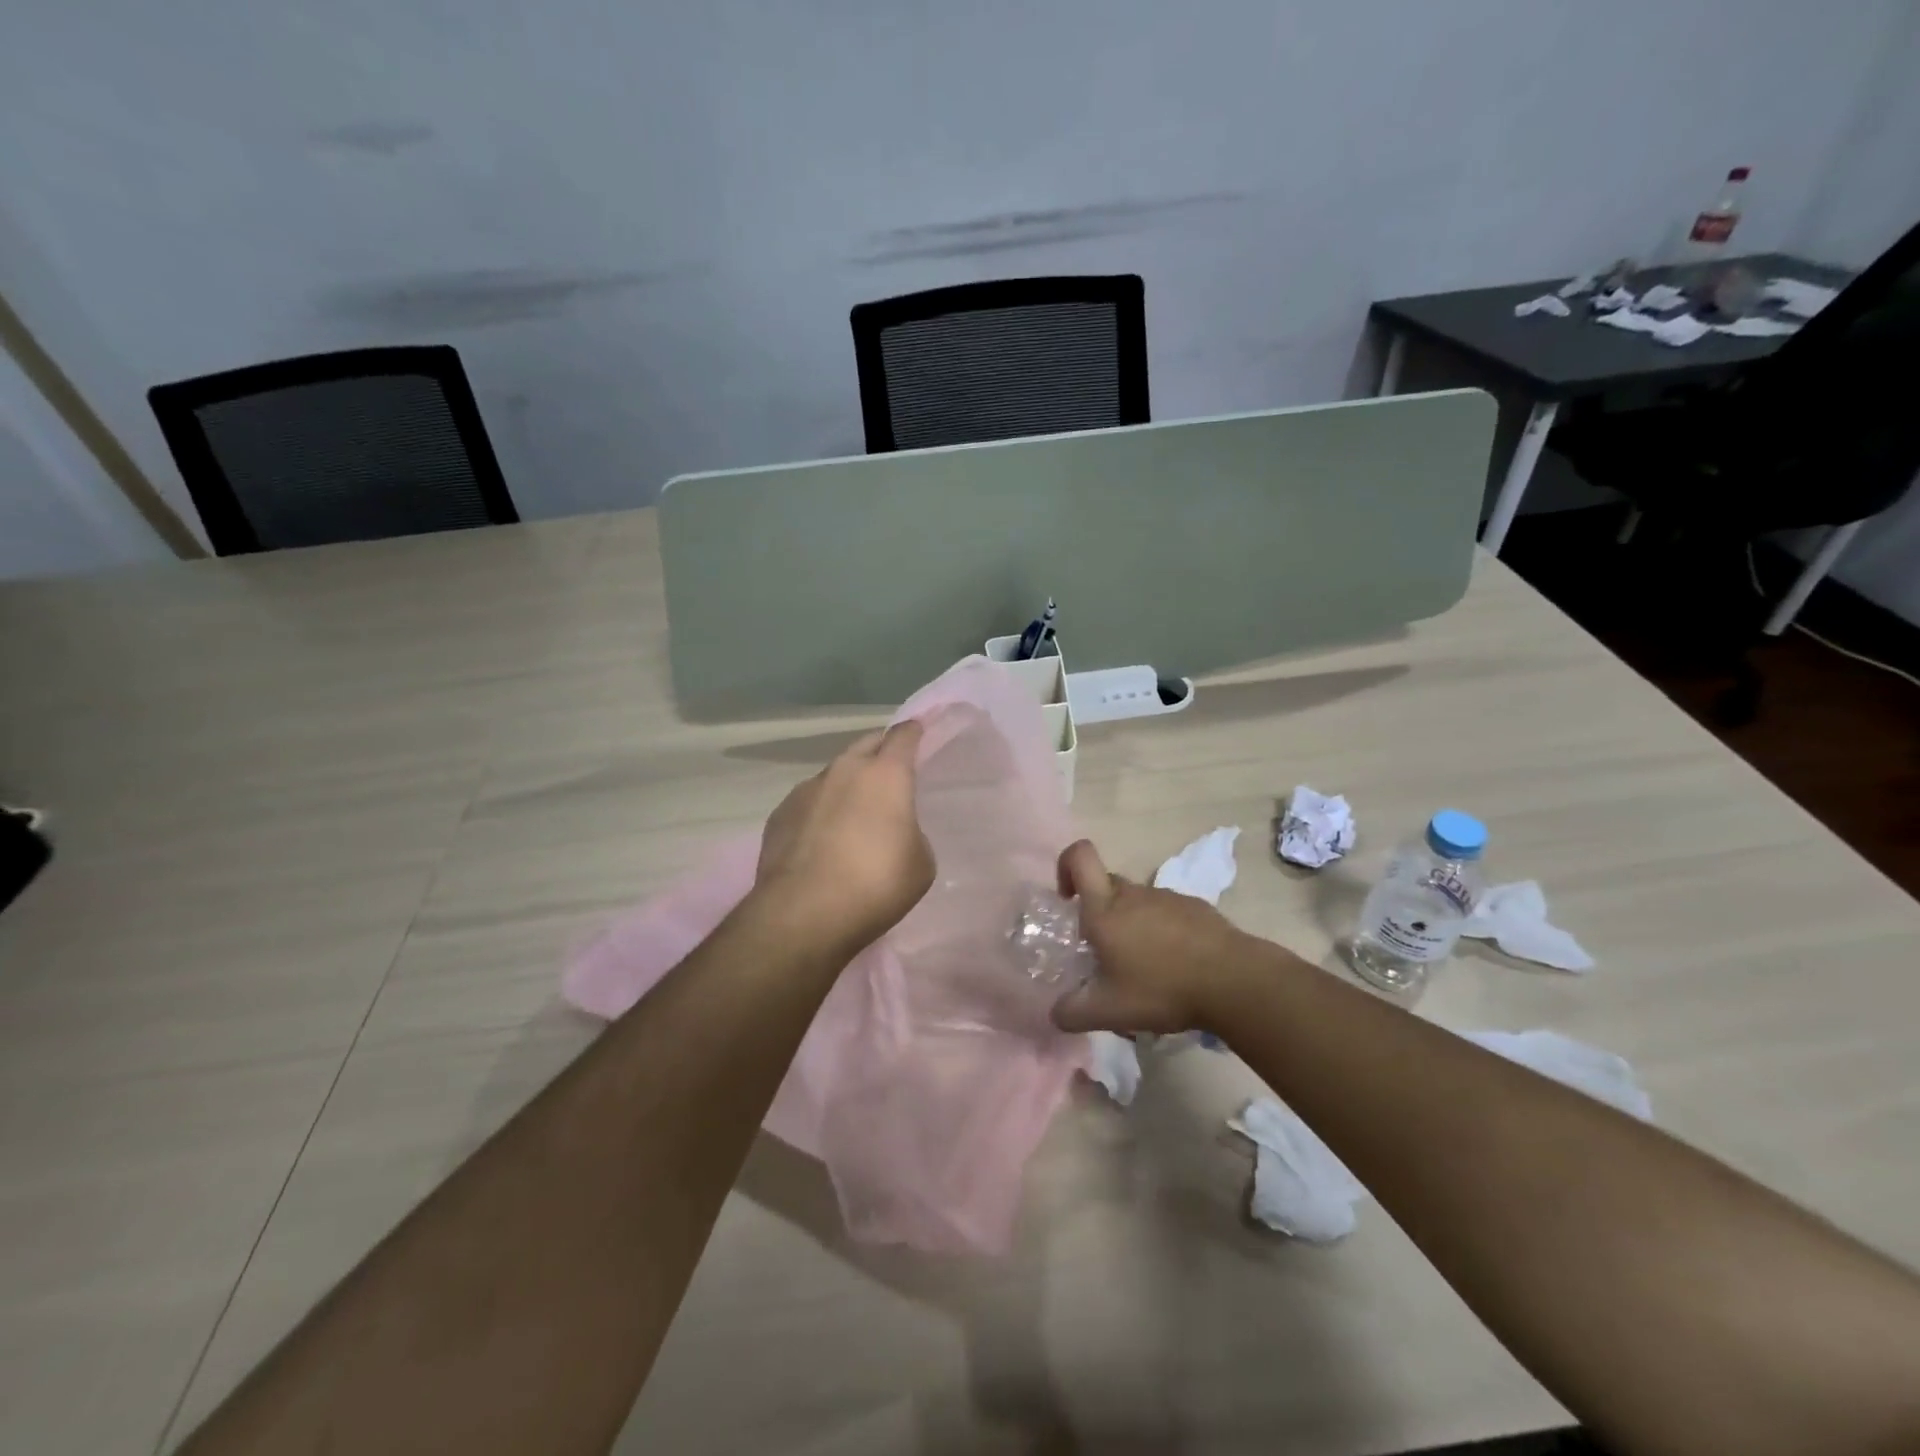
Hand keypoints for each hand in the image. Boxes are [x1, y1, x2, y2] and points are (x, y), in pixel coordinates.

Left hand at [754, 721, 934, 954]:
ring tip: (853, 814)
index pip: (903, 736)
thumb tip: (891, 832)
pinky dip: (820, 812)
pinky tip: (822, 840)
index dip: (914, 731)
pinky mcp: (779, 815)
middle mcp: (844, 770)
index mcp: (886, 775)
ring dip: (847, 785)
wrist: (803, 914)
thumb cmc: (875, 884)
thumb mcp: (920, 863)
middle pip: (866, 745)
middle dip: (880, 751)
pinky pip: (808, 802)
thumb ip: (910, 834)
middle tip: (891, 770)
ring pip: (834, 774)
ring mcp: (806, 790)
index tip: (919, 731)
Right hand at [1049, 839, 1262, 1034]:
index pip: (1080, 857)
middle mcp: (1133, 894)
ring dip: (1132, 925)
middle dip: (1098, 912)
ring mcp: (1167, 897)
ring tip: (1145, 968)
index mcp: (1105, 909)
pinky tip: (1176, 965)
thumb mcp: (1109, 1011)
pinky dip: (1163, 932)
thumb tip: (1055, 1013)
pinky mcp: (1196, 907)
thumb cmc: (1162, 989)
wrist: (1234, 982)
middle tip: (1105, 953)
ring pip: (1137, 902)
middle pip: (1106, 886)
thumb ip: (1072, 1012)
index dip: (1066, 866)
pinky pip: (1167, 912)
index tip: (1068, 899)